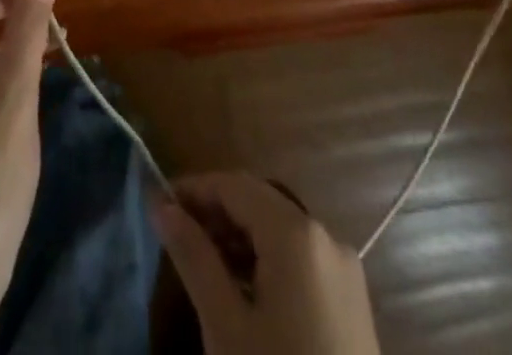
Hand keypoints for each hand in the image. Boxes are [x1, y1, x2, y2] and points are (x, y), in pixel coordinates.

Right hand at [154, 172, 381, 354]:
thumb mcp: (225, 326)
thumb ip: (193, 257)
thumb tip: (161, 205)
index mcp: (296, 232)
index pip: (233, 185)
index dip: (194, 189)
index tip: (159, 206)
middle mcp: (325, 235)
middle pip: (258, 201)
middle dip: (215, 212)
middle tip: (177, 237)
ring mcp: (344, 269)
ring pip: (279, 228)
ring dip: (239, 237)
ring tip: (204, 264)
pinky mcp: (352, 300)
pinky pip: (300, 257)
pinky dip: (267, 260)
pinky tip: (244, 290)